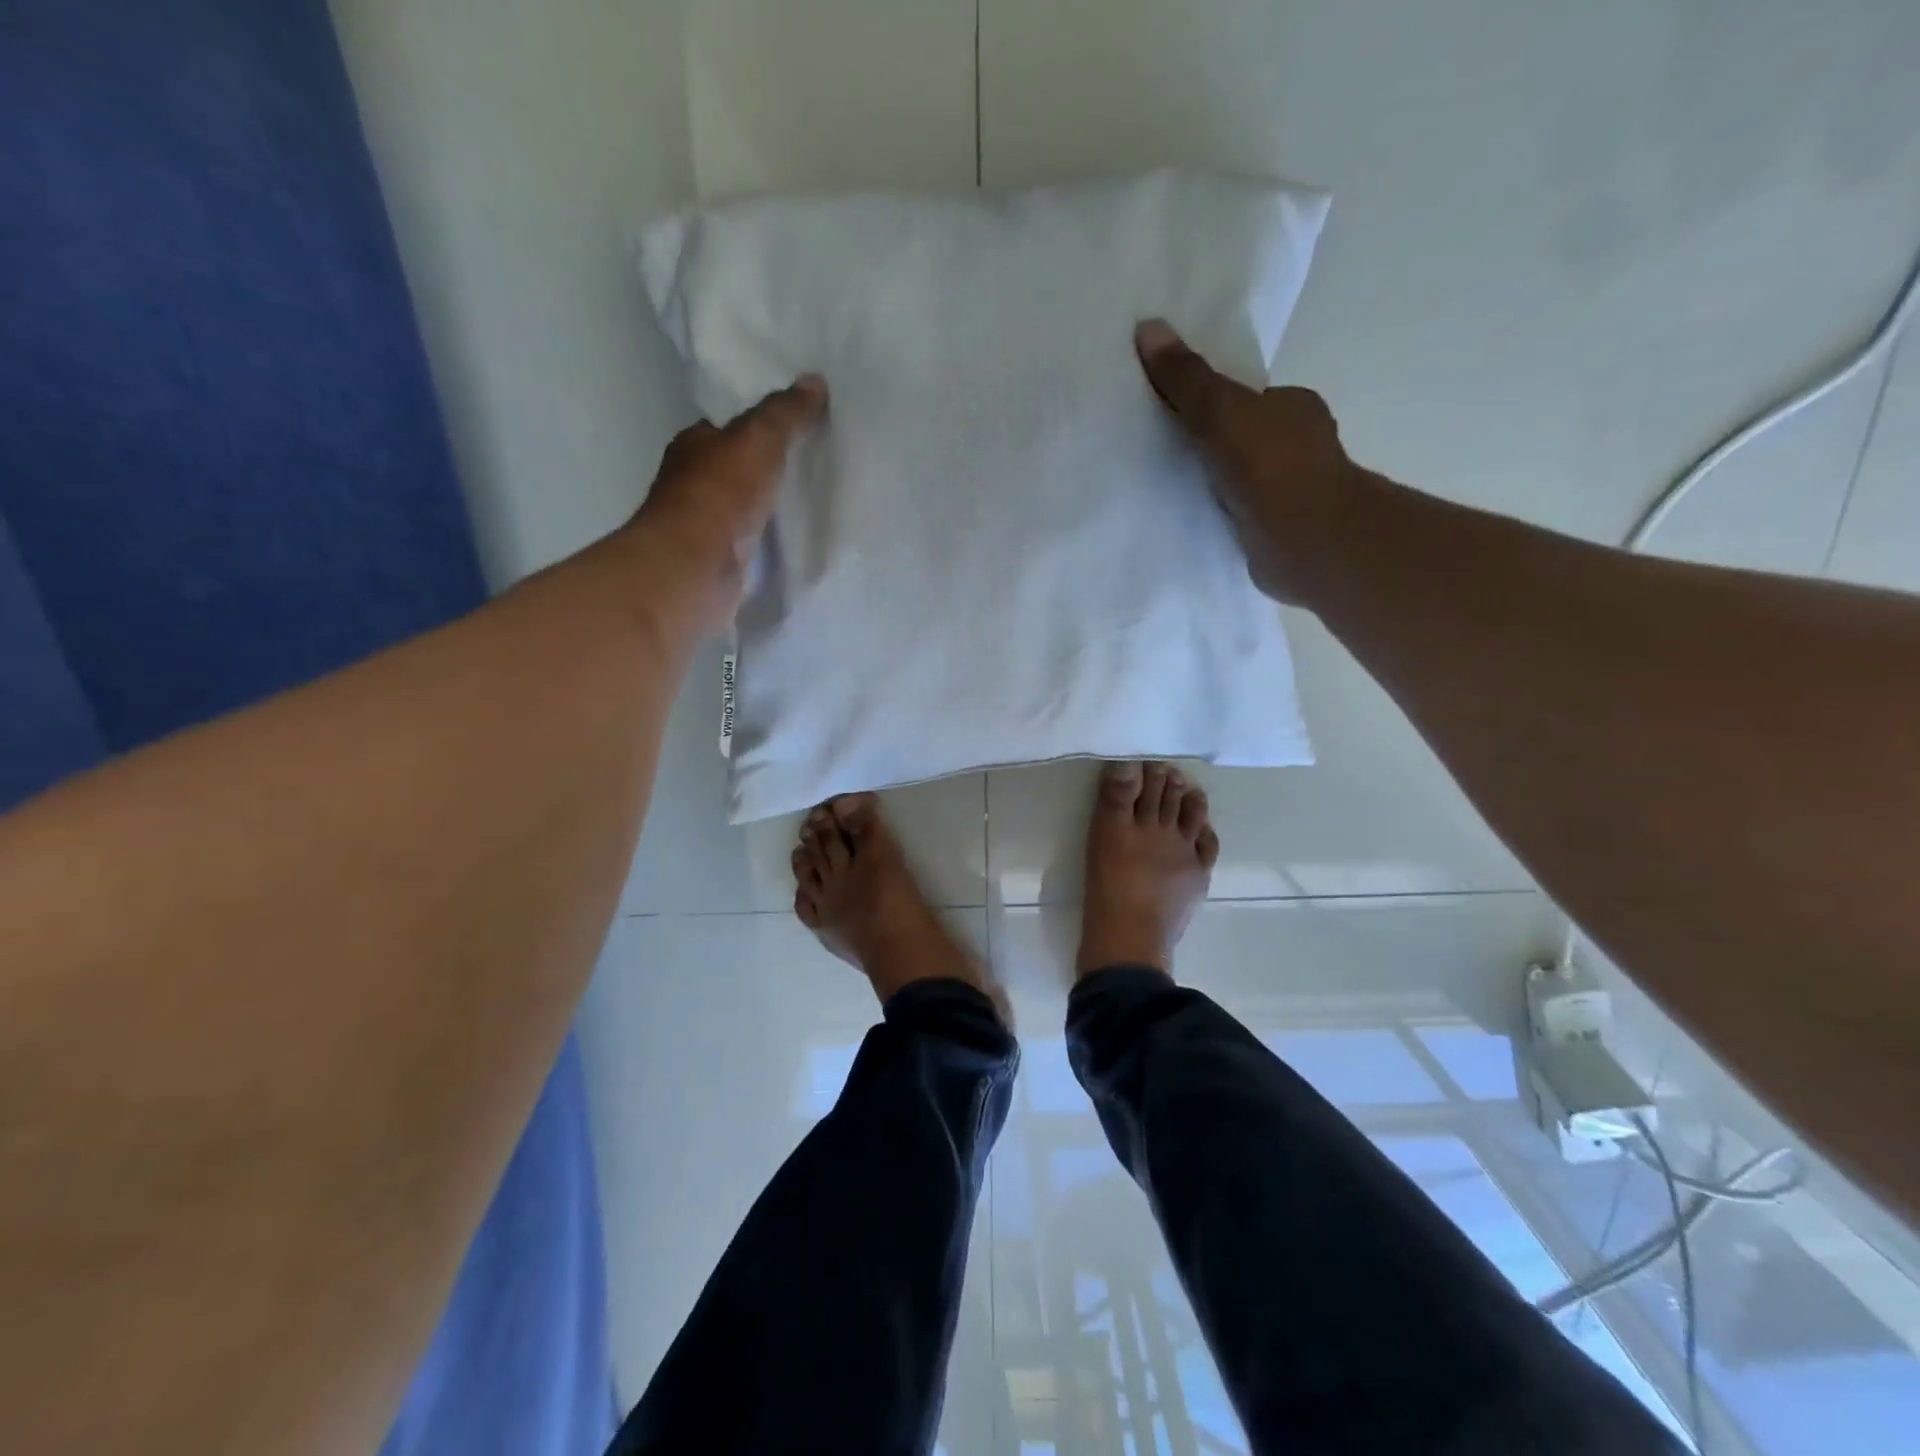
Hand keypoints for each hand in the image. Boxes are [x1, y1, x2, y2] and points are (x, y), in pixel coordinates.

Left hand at [633, 375, 827, 631]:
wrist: (695, 569)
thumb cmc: (721, 495)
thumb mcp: (759, 439)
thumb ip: (785, 413)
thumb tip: (814, 381)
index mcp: (694, 447)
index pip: (726, 429)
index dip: (758, 427)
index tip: (796, 431)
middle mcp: (692, 485)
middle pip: (736, 471)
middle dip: (767, 471)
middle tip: (813, 468)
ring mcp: (704, 528)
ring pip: (745, 510)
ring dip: (770, 510)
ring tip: (814, 506)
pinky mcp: (720, 564)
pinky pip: (752, 546)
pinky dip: (769, 544)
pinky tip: (796, 543)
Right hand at [1135, 320, 1354, 605]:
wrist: (1307, 541)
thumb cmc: (1271, 465)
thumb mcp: (1220, 410)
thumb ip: (1186, 378)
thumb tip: (1148, 326)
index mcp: (1294, 406)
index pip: (1246, 396)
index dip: (1211, 401)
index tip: (1172, 412)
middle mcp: (1297, 444)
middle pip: (1241, 436)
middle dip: (1210, 443)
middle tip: (1162, 450)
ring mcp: (1290, 490)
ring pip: (1240, 477)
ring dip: (1213, 482)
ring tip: (1167, 486)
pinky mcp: (1278, 529)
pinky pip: (1238, 512)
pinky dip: (1218, 513)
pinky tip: (1191, 518)